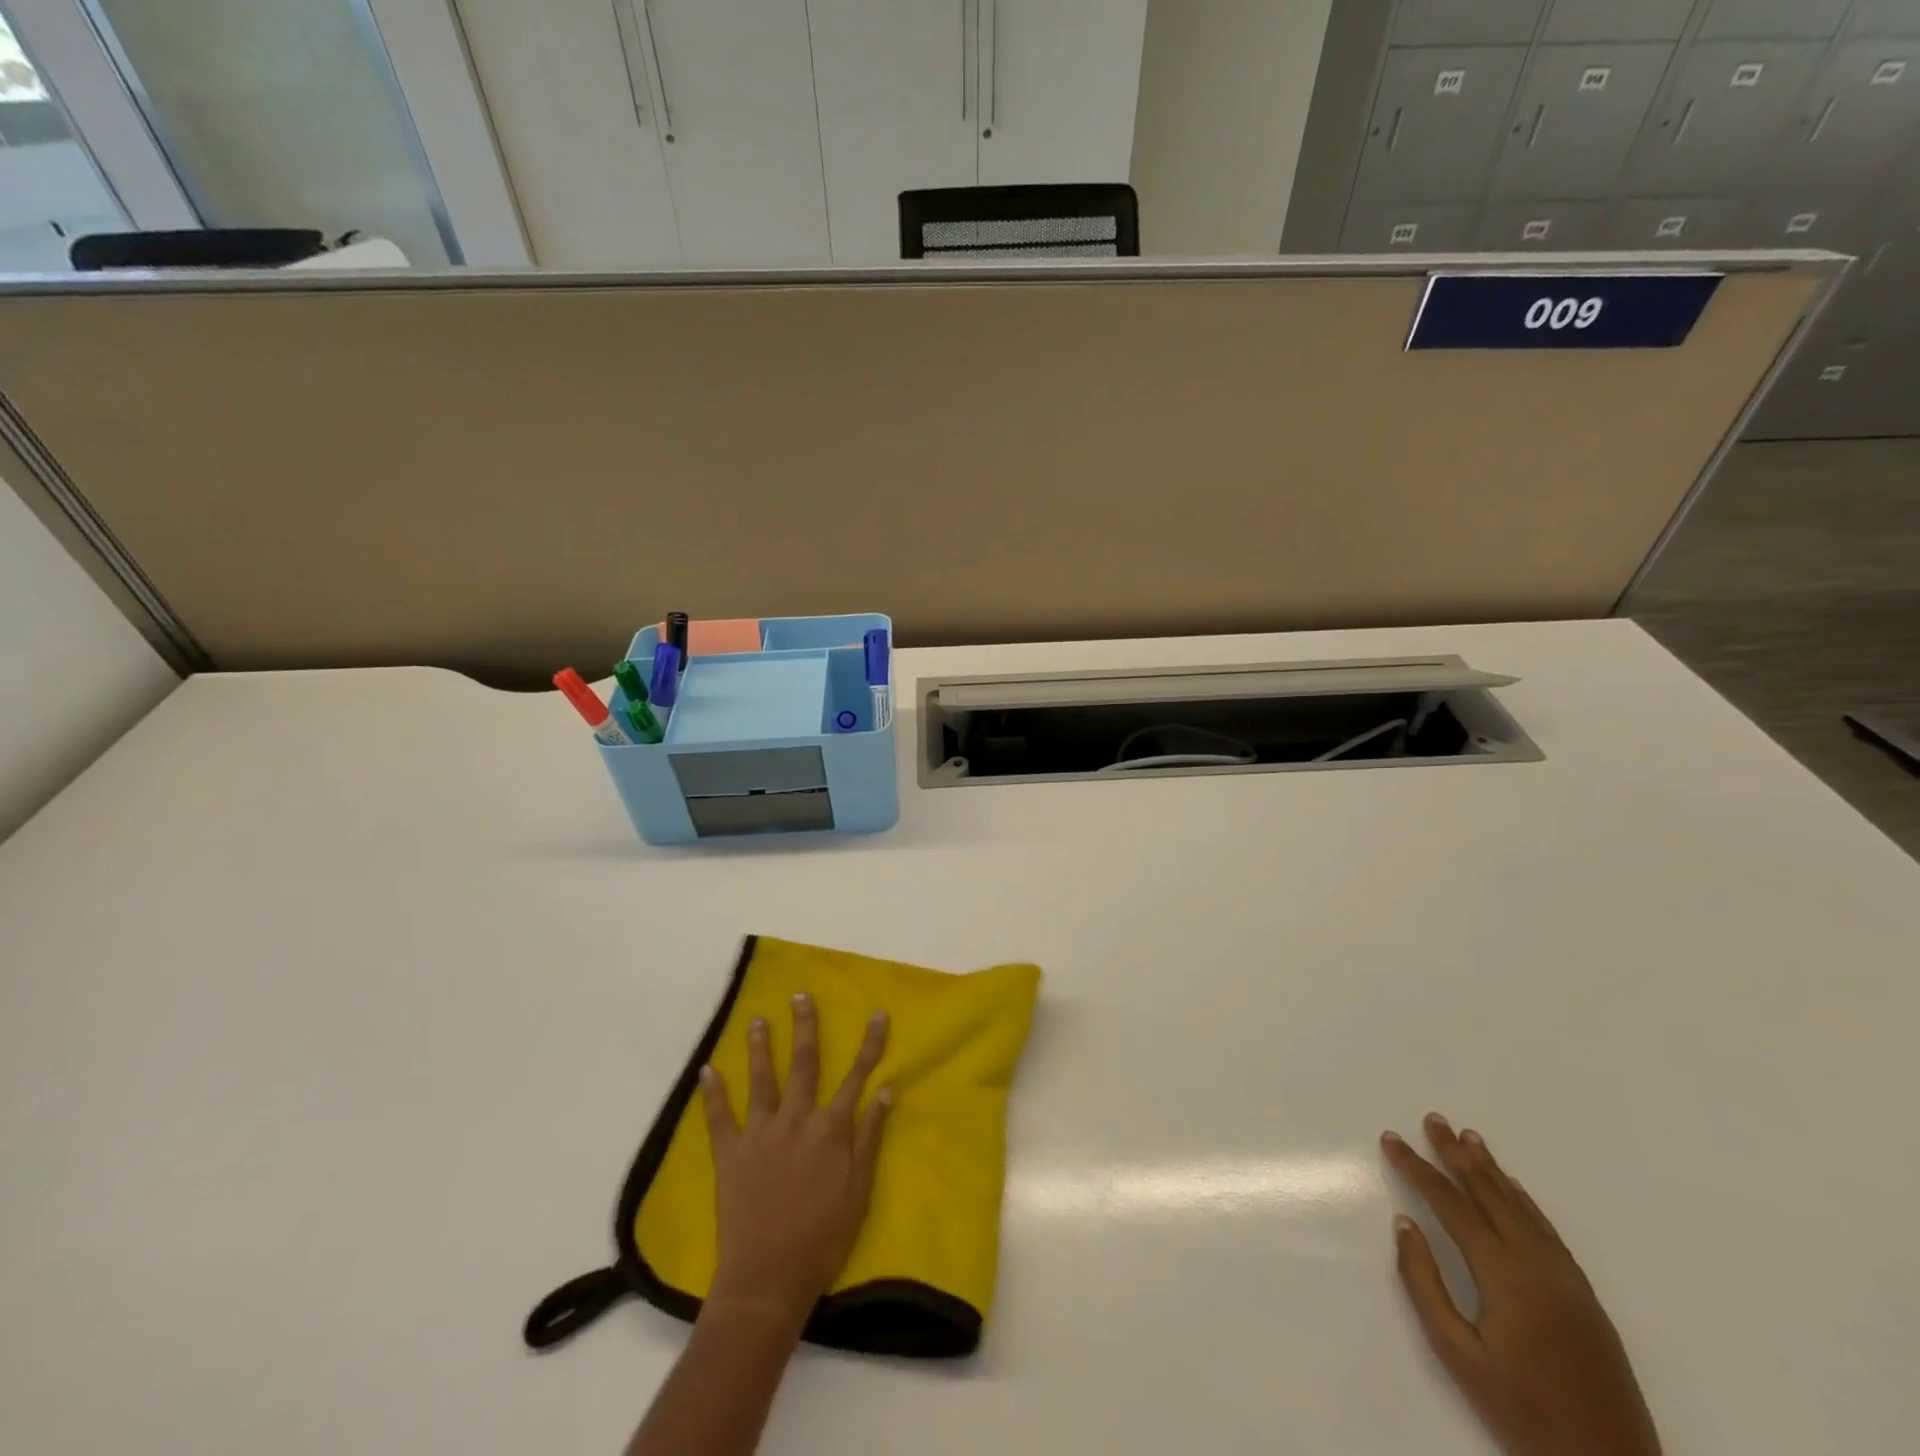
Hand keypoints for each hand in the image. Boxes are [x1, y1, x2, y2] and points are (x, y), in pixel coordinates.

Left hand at [699, 994, 891, 1328]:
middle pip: (804, 1063)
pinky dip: (712, 1093)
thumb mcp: (859, 1191)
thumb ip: (871, 1138)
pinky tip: (707, 1070)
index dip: (870, 1044)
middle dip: (806, 1027)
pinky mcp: (730, 1154)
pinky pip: (719, 1117)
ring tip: (757, 1020)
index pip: (856, 1076)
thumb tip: (886, 1091)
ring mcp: (760, 1134)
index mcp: (831, 1129)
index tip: (878, 1014)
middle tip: (800, 996)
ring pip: (762, 1079)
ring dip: (760, 1047)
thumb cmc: (822, 1238)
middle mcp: (796, 1120)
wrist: (768, 1279)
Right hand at [1382, 1115, 1660, 1455]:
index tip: (1391, 1139)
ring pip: (1520, 1206)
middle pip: (1489, 1194)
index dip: (1417, 1168)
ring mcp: (1567, 1278)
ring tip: (1468, 1137)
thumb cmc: (1522, 1411)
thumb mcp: (1457, 1353)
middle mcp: (1537, 1264)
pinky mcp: (1585, 1295)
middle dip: (1455, 1154)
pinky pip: (1546, 1230)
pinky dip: (1522, 1200)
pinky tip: (1512, 1188)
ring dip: (1491, 1169)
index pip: (1451, 1204)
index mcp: (1504, 1275)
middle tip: (1432, 1118)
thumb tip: (1405, 1224)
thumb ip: (1425, 1284)